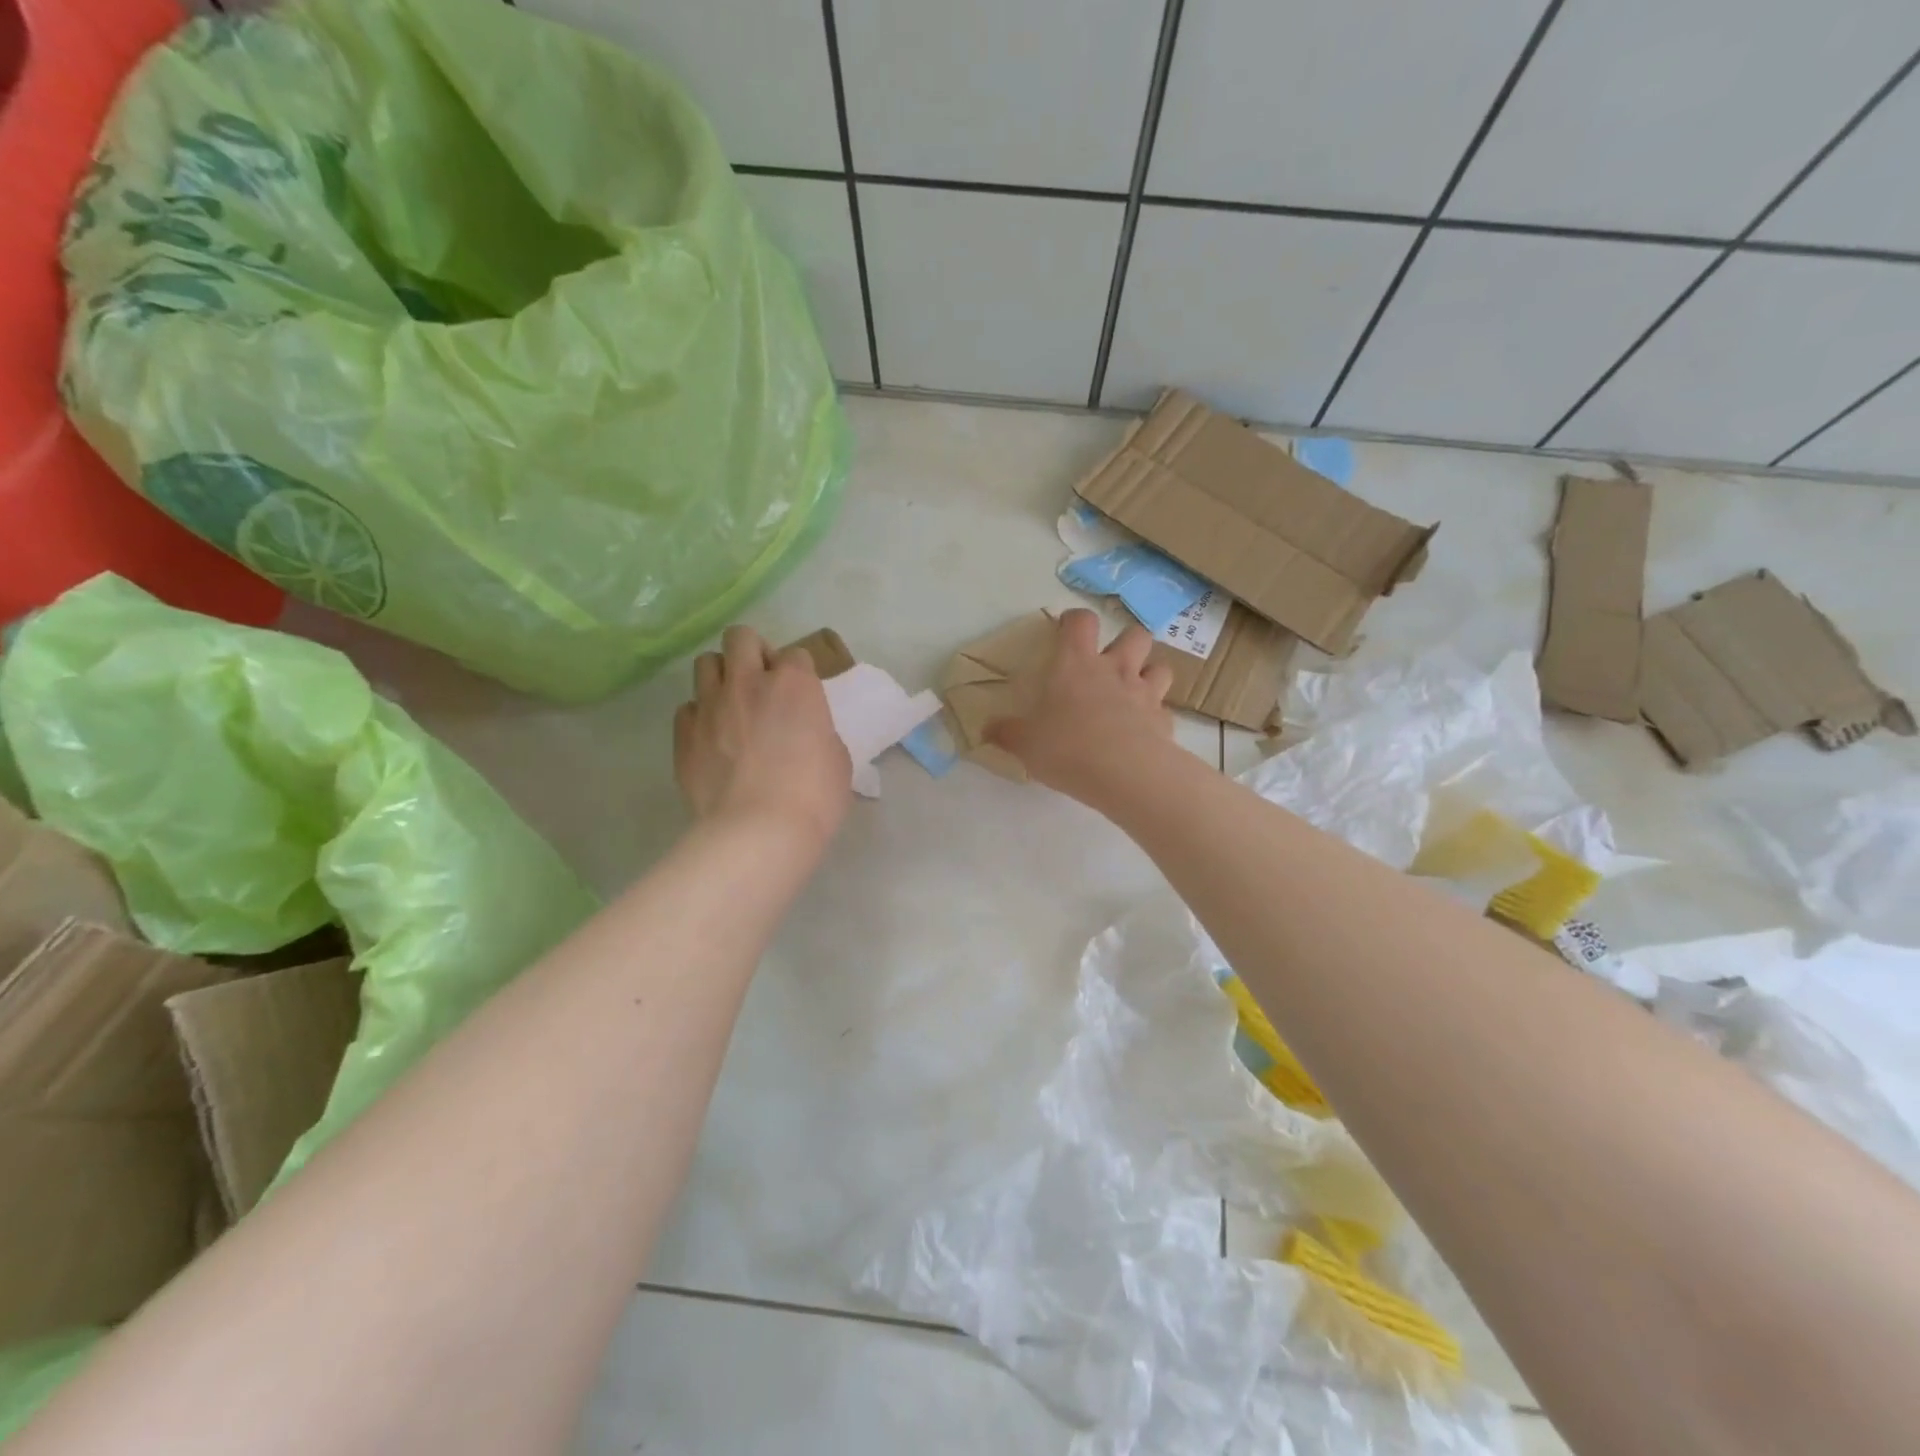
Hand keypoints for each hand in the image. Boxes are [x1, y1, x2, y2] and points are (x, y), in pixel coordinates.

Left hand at [675, 626, 851, 843]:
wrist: (759, 831)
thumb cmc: (813, 795)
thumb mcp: (837, 758)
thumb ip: (819, 732)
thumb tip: (806, 735)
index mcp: (794, 684)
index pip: (796, 654)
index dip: (799, 673)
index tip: (801, 696)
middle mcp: (748, 683)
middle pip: (741, 638)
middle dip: (752, 652)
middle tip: (762, 683)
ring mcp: (710, 706)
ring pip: (705, 663)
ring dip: (721, 677)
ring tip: (732, 705)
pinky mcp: (683, 735)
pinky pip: (687, 708)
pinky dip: (700, 716)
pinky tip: (712, 739)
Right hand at [983, 609, 1174, 800]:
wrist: (1126, 773)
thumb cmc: (1068, 748)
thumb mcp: (1025, 744)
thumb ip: (1007, 733)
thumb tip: (986, 729)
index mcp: (1076, 665)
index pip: (1081, 621)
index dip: (1075, 620)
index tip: (1067, 631)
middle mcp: (1115, 670)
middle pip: (1134, 634)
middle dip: (1126, 642)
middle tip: (1111, 662)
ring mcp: (1145, 693)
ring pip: (1160, 666)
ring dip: (1149, 672)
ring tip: (1135, 690)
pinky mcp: (1164, 721)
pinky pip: (1164, 709)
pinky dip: (1155, 715)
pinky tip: (1143, 731)